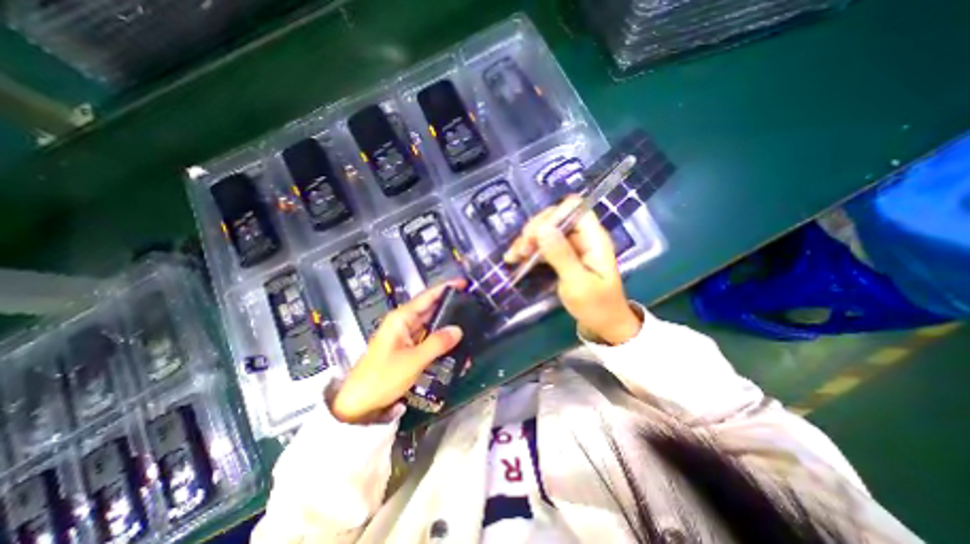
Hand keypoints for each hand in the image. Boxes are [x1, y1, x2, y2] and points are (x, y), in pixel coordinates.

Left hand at [332, 280, 467, 423]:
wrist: (359, 403)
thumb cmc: (382, 377)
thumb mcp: (413, 360)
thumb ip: (437, 343)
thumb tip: (458, 330)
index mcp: (401, 318)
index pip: (426, 296)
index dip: (445, 288)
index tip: (463, 283)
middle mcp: (403, 323)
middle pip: (429, 308)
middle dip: (449, 304)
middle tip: (471, 303)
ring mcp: (405, 336)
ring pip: (430, 323)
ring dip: (446, 323)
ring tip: (468, 321)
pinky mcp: (407, 348)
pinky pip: (427, 338)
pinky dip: (440, 338)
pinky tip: (454, 342)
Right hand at [499, 196, 642, 342]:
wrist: (603, 325)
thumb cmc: (596, 306)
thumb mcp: (578, 283)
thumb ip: (561, 255)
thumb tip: (542, 228)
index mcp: (593, 238)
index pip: (573, 208)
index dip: (551, 216)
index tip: (533, 237)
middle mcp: (582, 237)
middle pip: (555, 217)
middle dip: (534, 230)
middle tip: (521, 251)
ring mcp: (572, 246)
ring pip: (545, 231)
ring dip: (527, 241)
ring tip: (512, 257)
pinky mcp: (563, 256)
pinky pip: (543, 245)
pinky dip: (528, 250)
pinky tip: (515, 259)